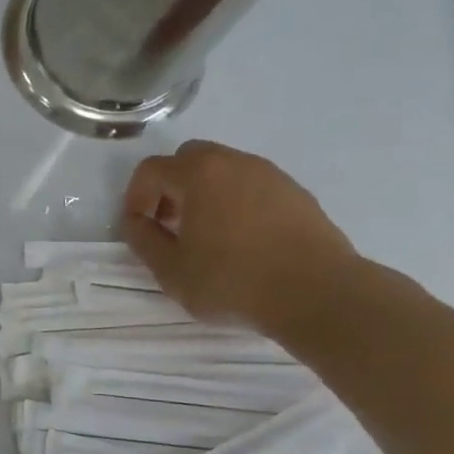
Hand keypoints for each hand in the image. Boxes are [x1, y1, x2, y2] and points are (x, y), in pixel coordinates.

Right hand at [121, 140, 361, 339]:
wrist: (317, 293)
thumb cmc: (232, 281)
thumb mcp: (171, 270)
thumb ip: (144, 240)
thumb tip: (136, 222)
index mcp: (199, 175)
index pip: (151, 170)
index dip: (135, 197)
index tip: (139, 228)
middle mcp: (235, 163)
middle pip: (189, 159)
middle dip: (170, 187)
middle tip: (169, 224)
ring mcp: (271, 175)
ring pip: (223, 171)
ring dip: (204, 194)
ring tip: (205, 236)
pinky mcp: (296, 194)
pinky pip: (252, 186)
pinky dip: (235, 202)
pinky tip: (240, 241)